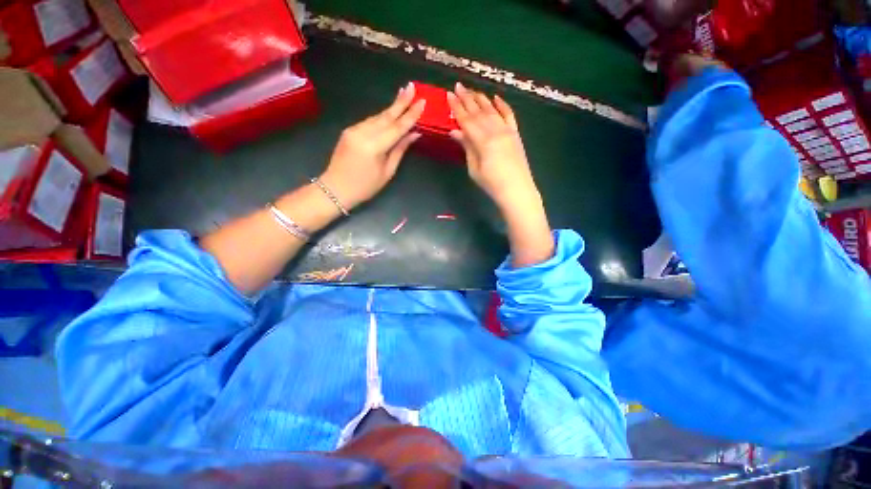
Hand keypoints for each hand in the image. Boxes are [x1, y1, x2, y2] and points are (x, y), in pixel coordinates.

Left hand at [320, 83, 424, 209]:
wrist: (335, 188)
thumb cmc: (365, 186)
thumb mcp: (387, 172)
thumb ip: (399, 150)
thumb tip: (413, 134)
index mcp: (373, 146)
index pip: (397, 127)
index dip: (411, 114)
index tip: (422, 101)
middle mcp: (362, 133)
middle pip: (386, 115)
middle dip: (400, 101)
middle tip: (412, 87)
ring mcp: (354, 129)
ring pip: (377, 117)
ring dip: (392, 108)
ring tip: (404, 95)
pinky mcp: (349, 130)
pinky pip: (370, 121)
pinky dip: (382, 117)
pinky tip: (390, 113)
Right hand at [447, 83, 540, 211]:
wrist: (517, 190)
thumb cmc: (492, 184)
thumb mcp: (474, 168)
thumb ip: (467, 147)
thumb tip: (455, 131)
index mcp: (483, 141)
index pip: (466, 120)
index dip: (457, 108)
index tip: (449, 95)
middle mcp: (495, 131)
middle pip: (478, 112)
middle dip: (467, 98)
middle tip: (458, 85)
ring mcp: (507, 130)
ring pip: (492, 110)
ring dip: (481, 99)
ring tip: (471, 90)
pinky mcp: (515, 133)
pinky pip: (509, 115)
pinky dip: (502, 105)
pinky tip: (496, 97)